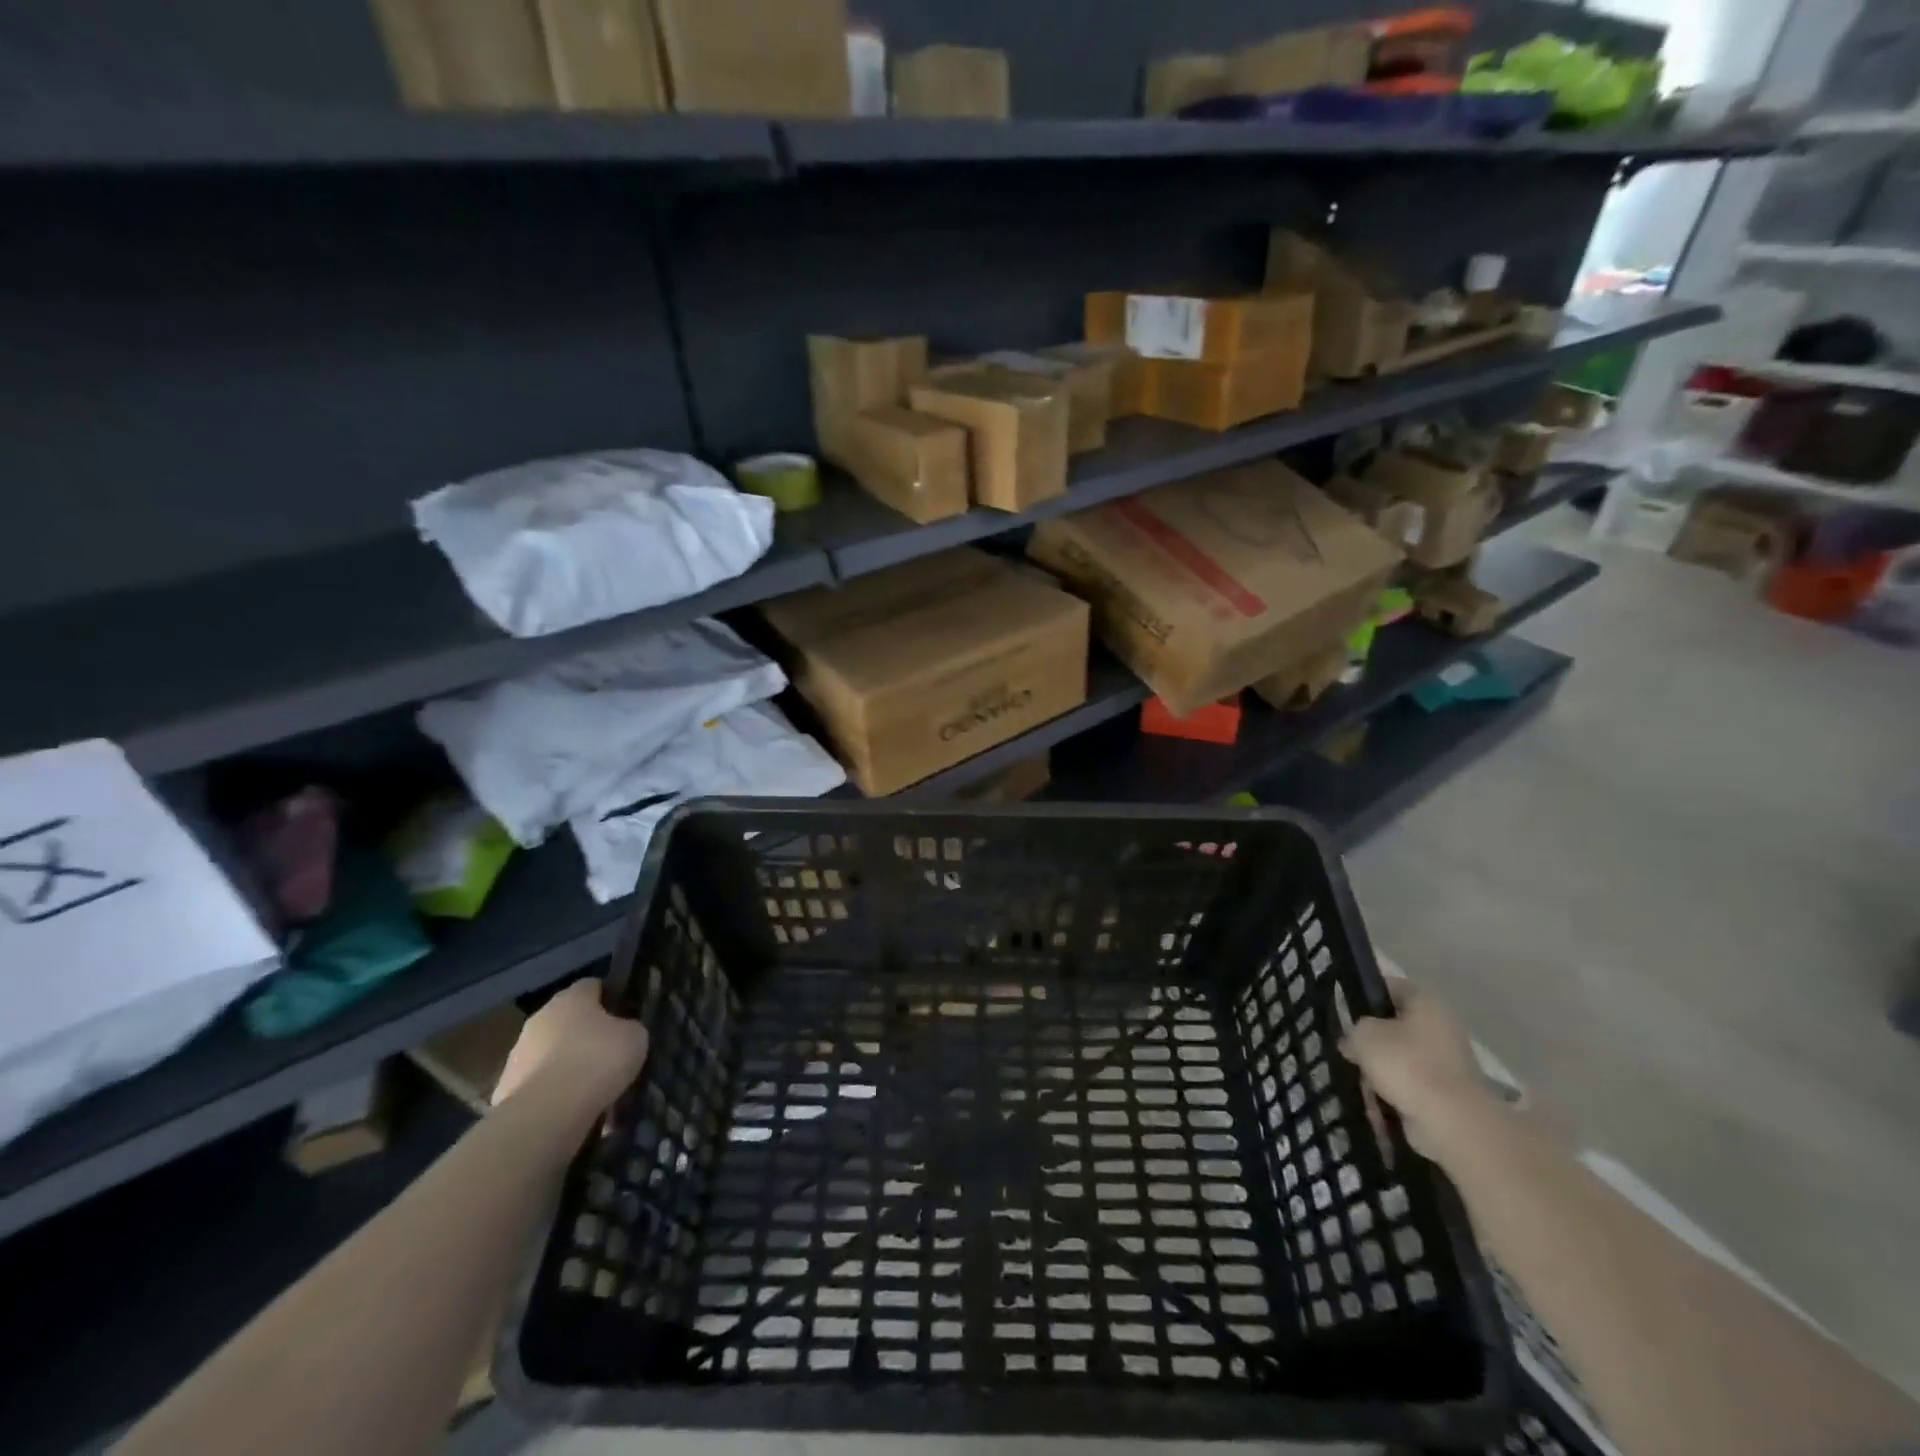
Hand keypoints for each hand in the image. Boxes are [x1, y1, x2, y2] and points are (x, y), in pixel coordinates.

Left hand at [494, 978, 649, 1125]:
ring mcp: (518, 1054)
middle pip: (567, 1019)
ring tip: (591, 1088)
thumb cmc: (598, 1061)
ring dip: (566, 1064)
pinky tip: (571, 1109)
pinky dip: (553, 1092)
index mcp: (571, 998)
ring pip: (550, 1053)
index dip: (610, 997)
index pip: (593, 986)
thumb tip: (622, 1032)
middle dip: (585, 1034)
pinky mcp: (505, 1088)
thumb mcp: (635, 1037)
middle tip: (609, 1053)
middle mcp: (540, 1018)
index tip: (625, 1015)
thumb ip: (628, 1028)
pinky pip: (538, 1084)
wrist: (547, 1113)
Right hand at [1340, 980, 1497, 1163]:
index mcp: (1426, 1002)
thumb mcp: (1363, 1035)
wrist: (1451, 1121)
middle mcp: (1441, 1028)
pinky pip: (1410, 1088)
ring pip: (1399, 1060)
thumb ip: (1352, 1030)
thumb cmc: (1405, 1063)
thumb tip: (1353, 1042)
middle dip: (1370, 1043)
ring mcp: (1447, 1063)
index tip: (1344, 1013)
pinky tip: (1377, 1105)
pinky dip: (1392, 1096)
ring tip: (1362, 1085)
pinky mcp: (1447, 1095)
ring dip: (1379, 1073)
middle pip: (1394, 1028)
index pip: (1389, 987)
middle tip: (1350, 1053)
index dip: (1364, 996)